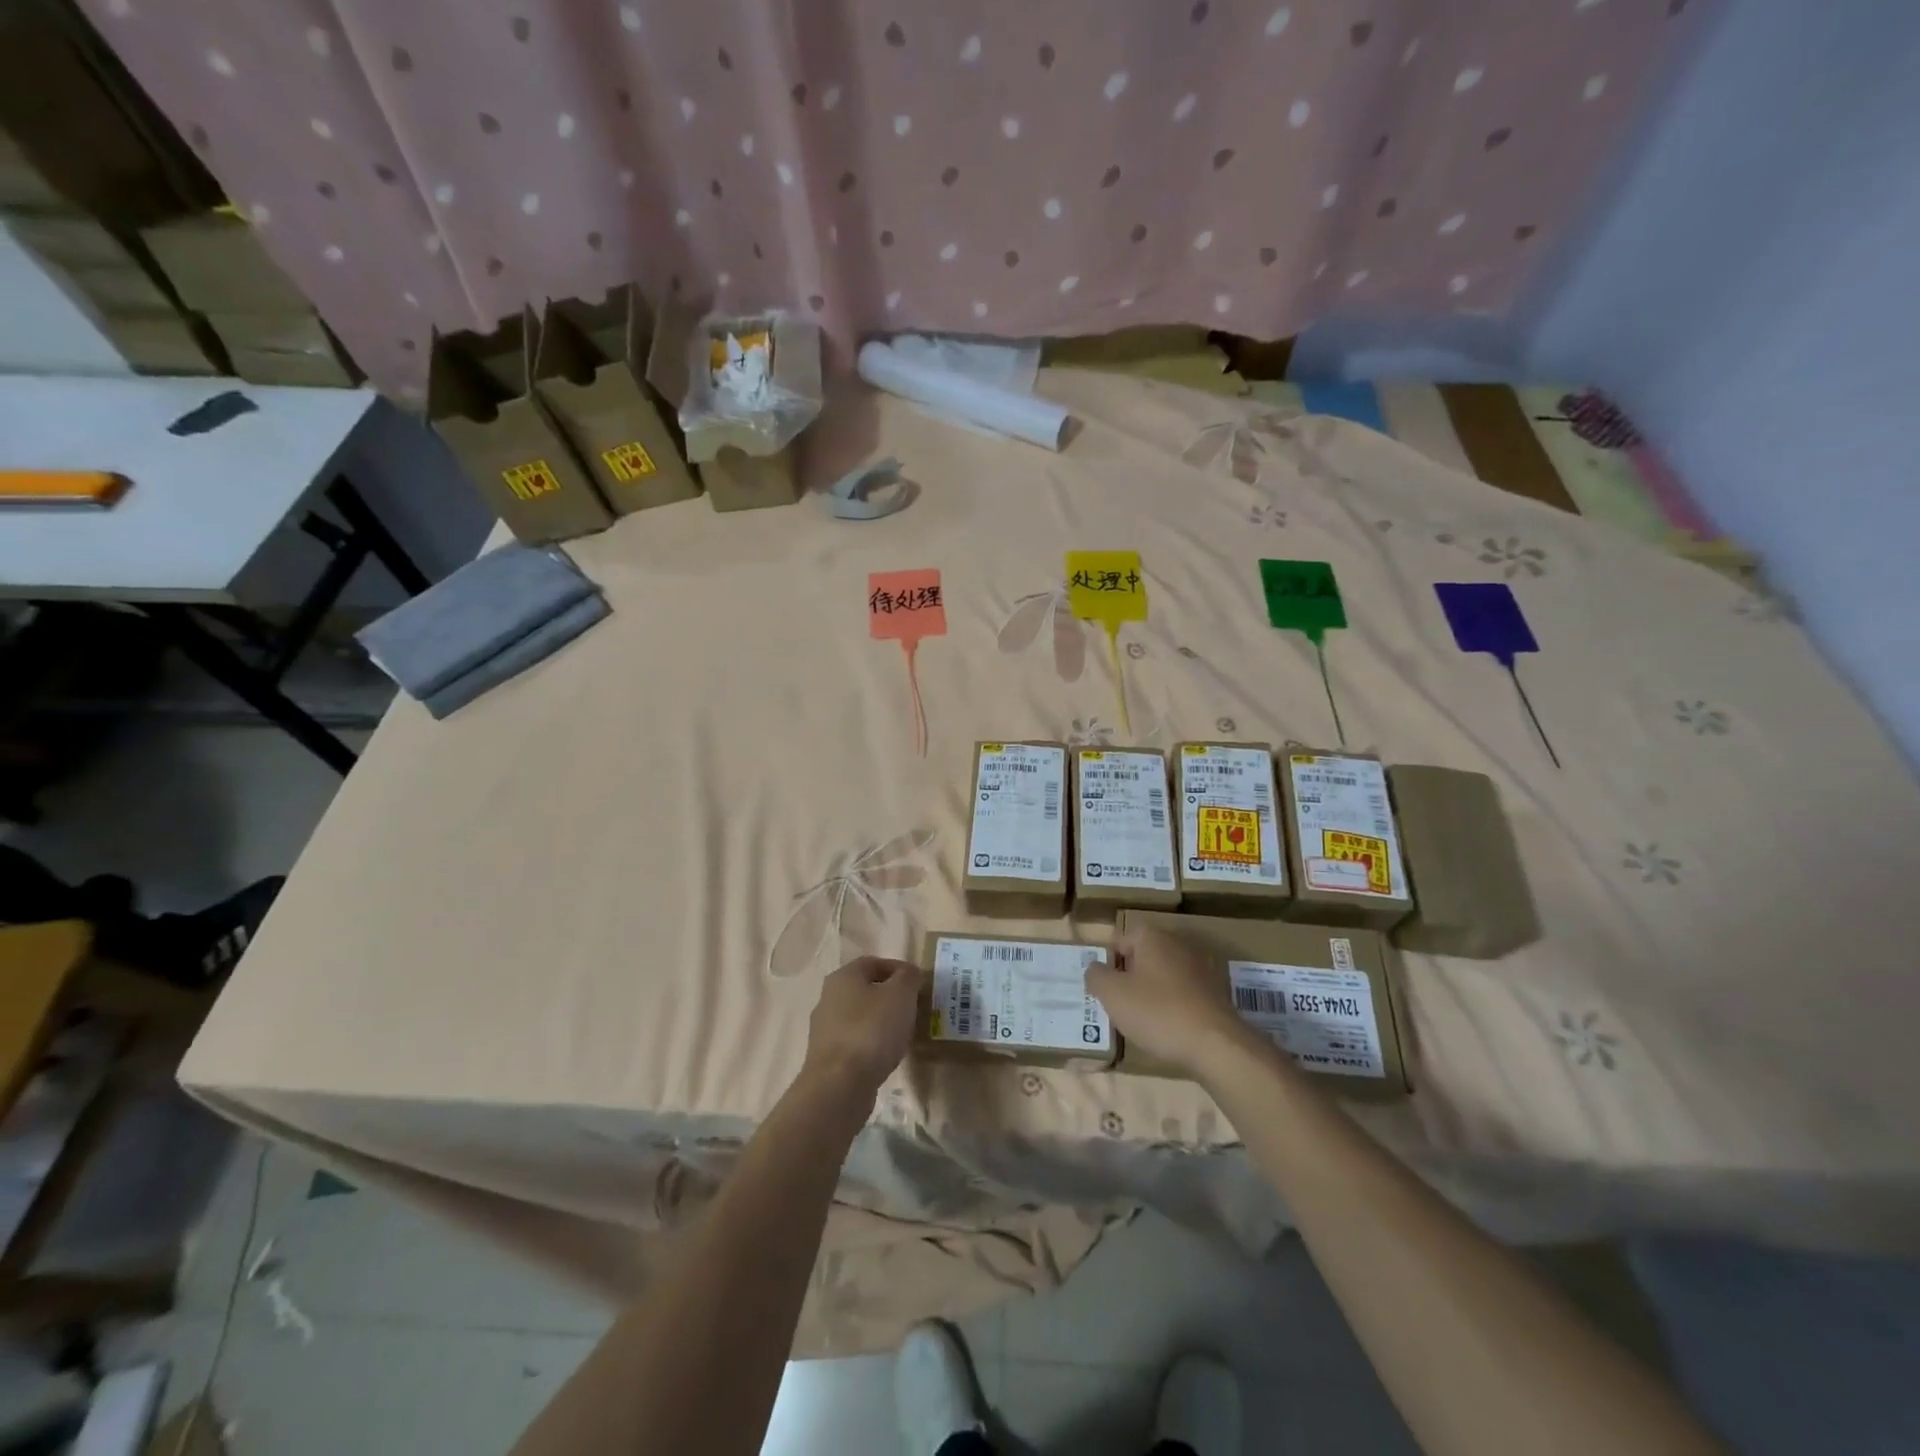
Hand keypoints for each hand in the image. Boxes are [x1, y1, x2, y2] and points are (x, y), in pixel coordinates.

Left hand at [802, 956, 923, 1100]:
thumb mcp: (901, 995)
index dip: (898, 969)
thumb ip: (908, 977)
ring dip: (882, 1022)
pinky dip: (872, 1044)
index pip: (873, 962)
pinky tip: (887, 1056)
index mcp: (843, 977)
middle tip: (914, 1008)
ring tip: (904, 1034)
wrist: (840, 1085)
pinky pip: (856, 1042)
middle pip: (865, 990)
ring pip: (860, 1017)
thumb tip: (909, 973)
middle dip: (890, 997)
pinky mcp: (827, 1058)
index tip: (918, 984)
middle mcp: (829, 998)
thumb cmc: (872, 1030)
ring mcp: (825, 1030)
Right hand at [1086, 923, 1256, 1077]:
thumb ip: (1096, 976)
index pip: (1121, 938)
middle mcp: (1178, 943)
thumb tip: (1095, 968)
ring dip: (1153, 990)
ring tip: (1142, 1018)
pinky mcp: (1216, 992)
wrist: (1216, 1045)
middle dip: (1130, 974)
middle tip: (1119, 1001)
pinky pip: (1184, 992)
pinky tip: (1168, 1026)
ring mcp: (1201, 967)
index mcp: (1152, 937)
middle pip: (1144, 955)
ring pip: (1165, 974)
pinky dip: (1173, 1004)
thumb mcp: (1112, 994)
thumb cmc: (1157, 1012)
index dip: (1109, 960)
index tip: (1103, 986)